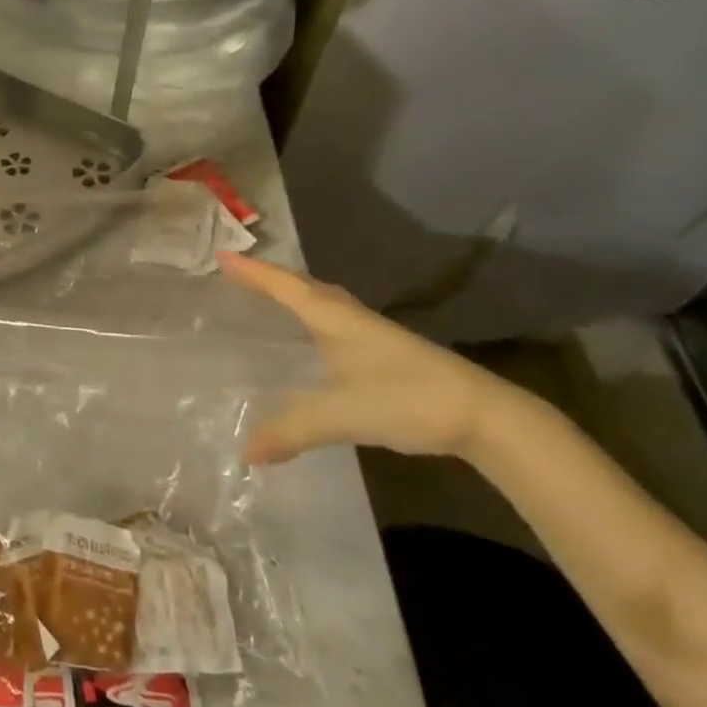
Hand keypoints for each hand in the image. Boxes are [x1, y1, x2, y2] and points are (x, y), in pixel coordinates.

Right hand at [218, 252, 549, 464]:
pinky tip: (313, 343)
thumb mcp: (343, 414)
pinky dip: (313, 320)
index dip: (253, 272)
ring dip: (294, 295)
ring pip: (324, 303)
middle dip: (270, 278)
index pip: (286, 287)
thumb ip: (292, 430)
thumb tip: (245, 452)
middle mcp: (351, 319)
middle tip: (238, 274)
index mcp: (336, 320)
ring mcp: (372, 336)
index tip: (222, 255)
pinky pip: (335, 324)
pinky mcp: (385, 355)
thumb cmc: (408, 399)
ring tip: (267, 299)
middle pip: (305, 287)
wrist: (484, 416)